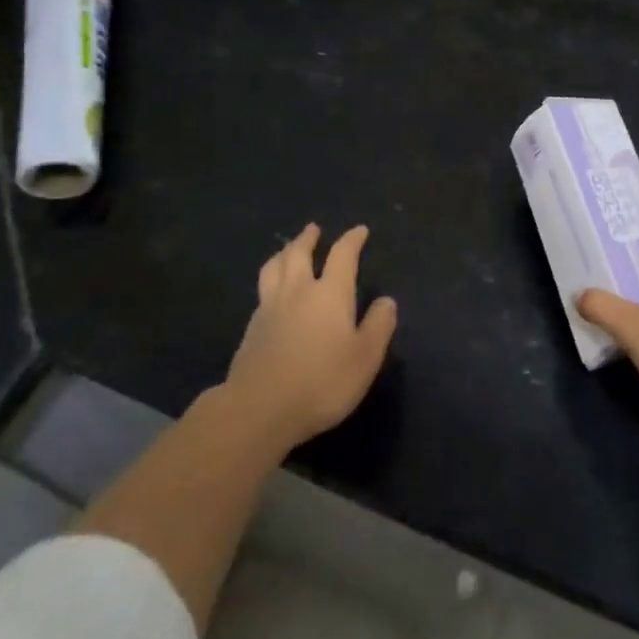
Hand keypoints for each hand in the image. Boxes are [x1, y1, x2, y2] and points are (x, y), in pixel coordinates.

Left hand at [226, 223, 397, 451]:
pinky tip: (272, 290)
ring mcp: (269, 307)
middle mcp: (298, 291)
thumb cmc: (321, 382)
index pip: (342, 256)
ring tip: (288, 250)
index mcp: (330, 294)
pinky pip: (262, 290)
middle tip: (313, 229)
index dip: (352, 240)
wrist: (259, 409)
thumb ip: (378, 326)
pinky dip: (270, 278)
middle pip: (299, 253)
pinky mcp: (251, 328)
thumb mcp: (365, 358)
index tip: (359, 231)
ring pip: (274, 267)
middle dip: (308, 238)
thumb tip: (386, 301)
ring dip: (284, 253)